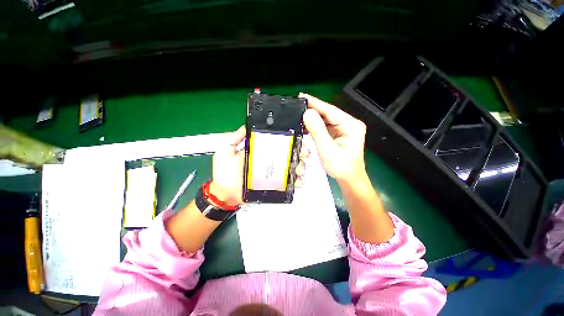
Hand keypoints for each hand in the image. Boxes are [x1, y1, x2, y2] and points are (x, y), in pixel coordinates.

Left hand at [210, 126, 308, 206]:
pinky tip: (298, 181)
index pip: (277, 142)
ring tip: (300, 169)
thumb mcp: (225, 151)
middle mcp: (269, 161)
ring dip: (299, 166)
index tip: (296, 137)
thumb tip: (247, 126)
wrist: (224, 194)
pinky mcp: (274, 185)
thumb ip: (233, 138)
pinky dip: (296, 182)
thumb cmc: (224, 173)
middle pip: (288, 154)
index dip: (288, 139)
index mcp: (260, 151)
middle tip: (303, 153)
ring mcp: (273, 174)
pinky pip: (288, 183)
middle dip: (299, 152)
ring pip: (291, 168)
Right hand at [300, 93, 366, 182]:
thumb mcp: (328, 150)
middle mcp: (349, 124)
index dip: (315, 103)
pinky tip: (306, 125)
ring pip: (325, 119)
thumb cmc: (341, 167)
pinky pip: (324, 126)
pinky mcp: (338, 133)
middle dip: (312, 110)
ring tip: (298, 114)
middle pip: (327, 114)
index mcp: (351, 125)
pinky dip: (315, 126)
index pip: (330, 110)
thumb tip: (308, 113)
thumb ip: (318, 131)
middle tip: (297, 106)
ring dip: (312, 118)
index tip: (301, 96)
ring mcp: (343, 128)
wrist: (349, 178)